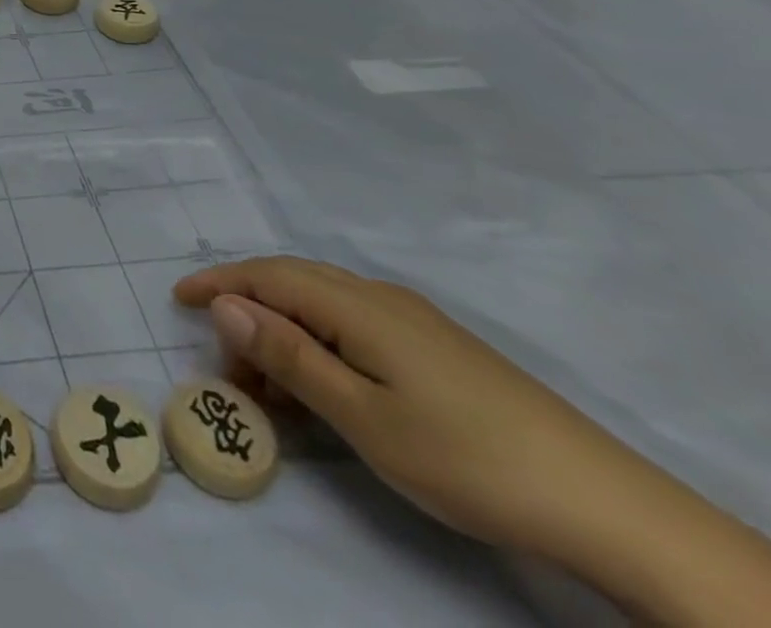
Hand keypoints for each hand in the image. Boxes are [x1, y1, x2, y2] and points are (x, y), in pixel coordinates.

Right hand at [175, 257, 770, 625]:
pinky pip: (352, 326)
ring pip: (322, 305)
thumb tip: (227, 306)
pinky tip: (322, 384)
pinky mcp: (435, 347)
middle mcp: (378, 297)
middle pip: (291, 283)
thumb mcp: (362, 415)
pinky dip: (317, 344)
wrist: (603, 503)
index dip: (218, 282)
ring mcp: (412, 321)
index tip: (177, 298)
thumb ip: (289, 356)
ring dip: (282, 333)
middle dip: (246, 311)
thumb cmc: (464, 456)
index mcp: (356, 305)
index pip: (267, 276)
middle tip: (223, 364)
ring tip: (268, 388)